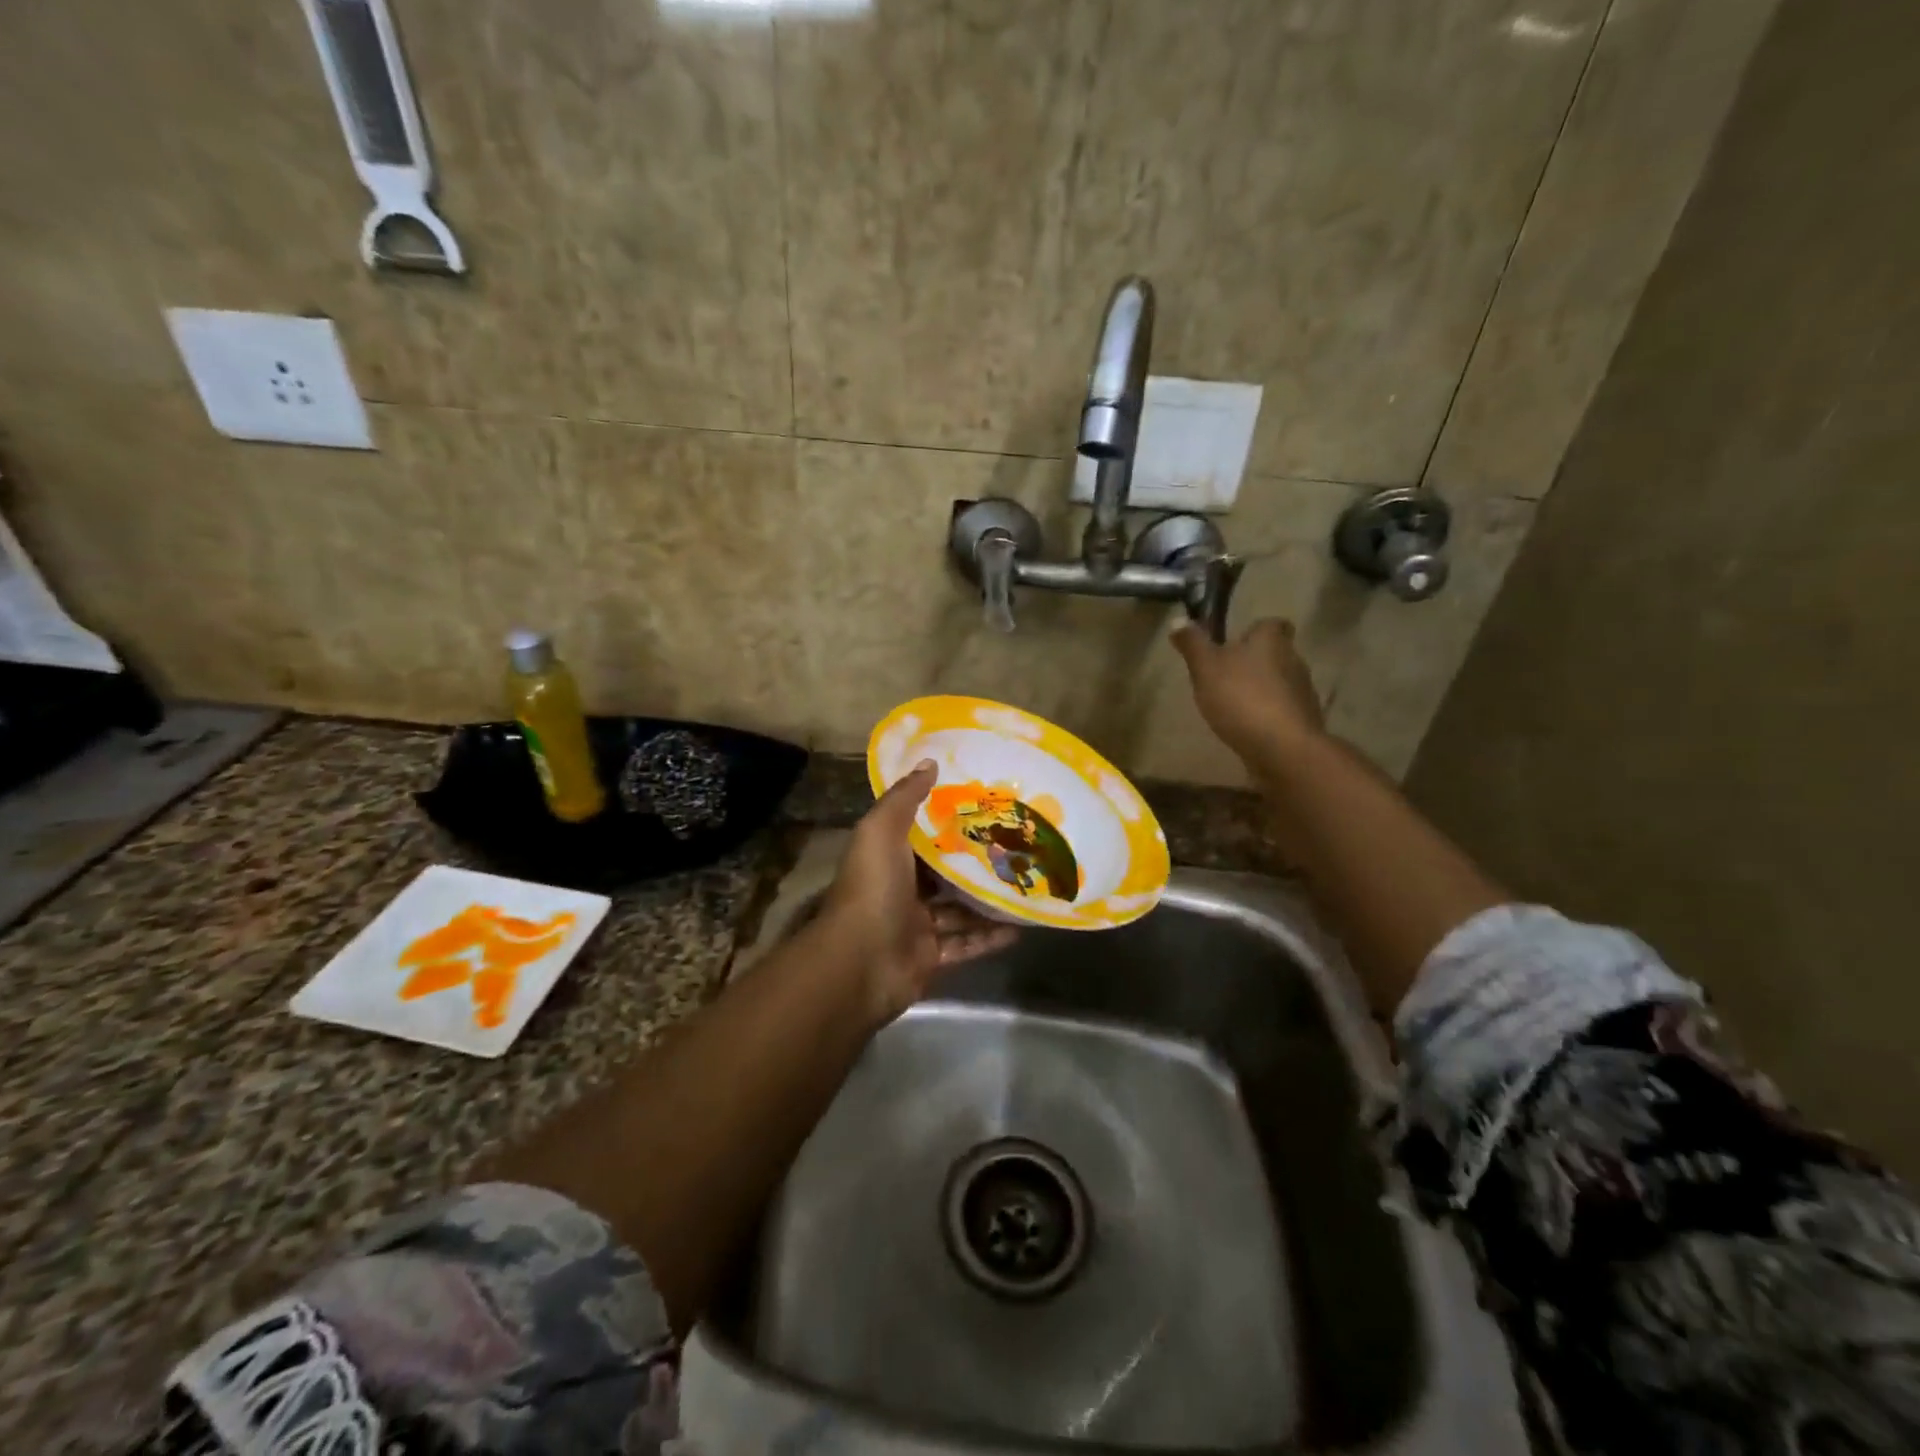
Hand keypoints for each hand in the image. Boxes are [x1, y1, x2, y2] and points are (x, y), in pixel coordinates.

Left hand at [819, 759, 1016, 1022]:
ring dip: (987, 900)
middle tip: (1015, 844)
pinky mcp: (931, 957)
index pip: (920, 834)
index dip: (947, 820)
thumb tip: (929, 761)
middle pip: (943, 873)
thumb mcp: (882, 831)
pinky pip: (966, 944)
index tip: (983, 804)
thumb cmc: (872, 889)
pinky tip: (1021, 926)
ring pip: (958, 910)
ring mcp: (916, 925)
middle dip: (974, 861)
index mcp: (887, 858)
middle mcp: (900, 889)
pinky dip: (990, 937)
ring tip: (1025, 882)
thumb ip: (904, 798)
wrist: (859, 963)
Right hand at [1171, 618, 1324, 765]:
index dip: (1255, 630)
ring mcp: (1302, 693)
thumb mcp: (1206, 668)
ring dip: (1261, 690)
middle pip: (1276, 653)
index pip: (1272, 624)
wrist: (1283, 748)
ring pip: (1280, 683)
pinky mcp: (1303, 722)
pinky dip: (1268, 716)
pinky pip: (1283, 711)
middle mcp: (1293, 660)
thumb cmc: (1241, 698)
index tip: (1236, 641)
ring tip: (1233, 705)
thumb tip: (1178, 620)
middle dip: (1254, 662)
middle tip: (1226, 675)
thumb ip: (1193, 644)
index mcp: (1271, 641)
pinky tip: (1248, 728)